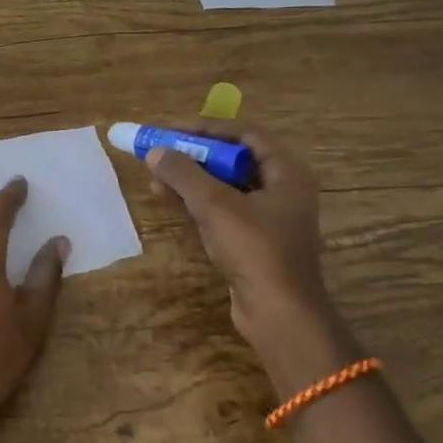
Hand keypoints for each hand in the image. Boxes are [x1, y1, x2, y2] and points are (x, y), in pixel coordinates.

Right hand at [145, 120, 343, 382]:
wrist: (279, 314)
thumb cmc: (255, 250)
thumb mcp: (215, 206)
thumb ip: (183, 174)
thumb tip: (155, 151)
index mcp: (287, 173)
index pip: (246, 135)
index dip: (207, 128)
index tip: (172, 129)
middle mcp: (283, 190)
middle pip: (234, 159)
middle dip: (195, 154)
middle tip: (161, 150)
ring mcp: (268, 218)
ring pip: (225, 186)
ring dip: (191, 179)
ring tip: (155, 174)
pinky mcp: (254, 241)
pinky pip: (222, 210)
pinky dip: (196, 202)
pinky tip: (167, 198)